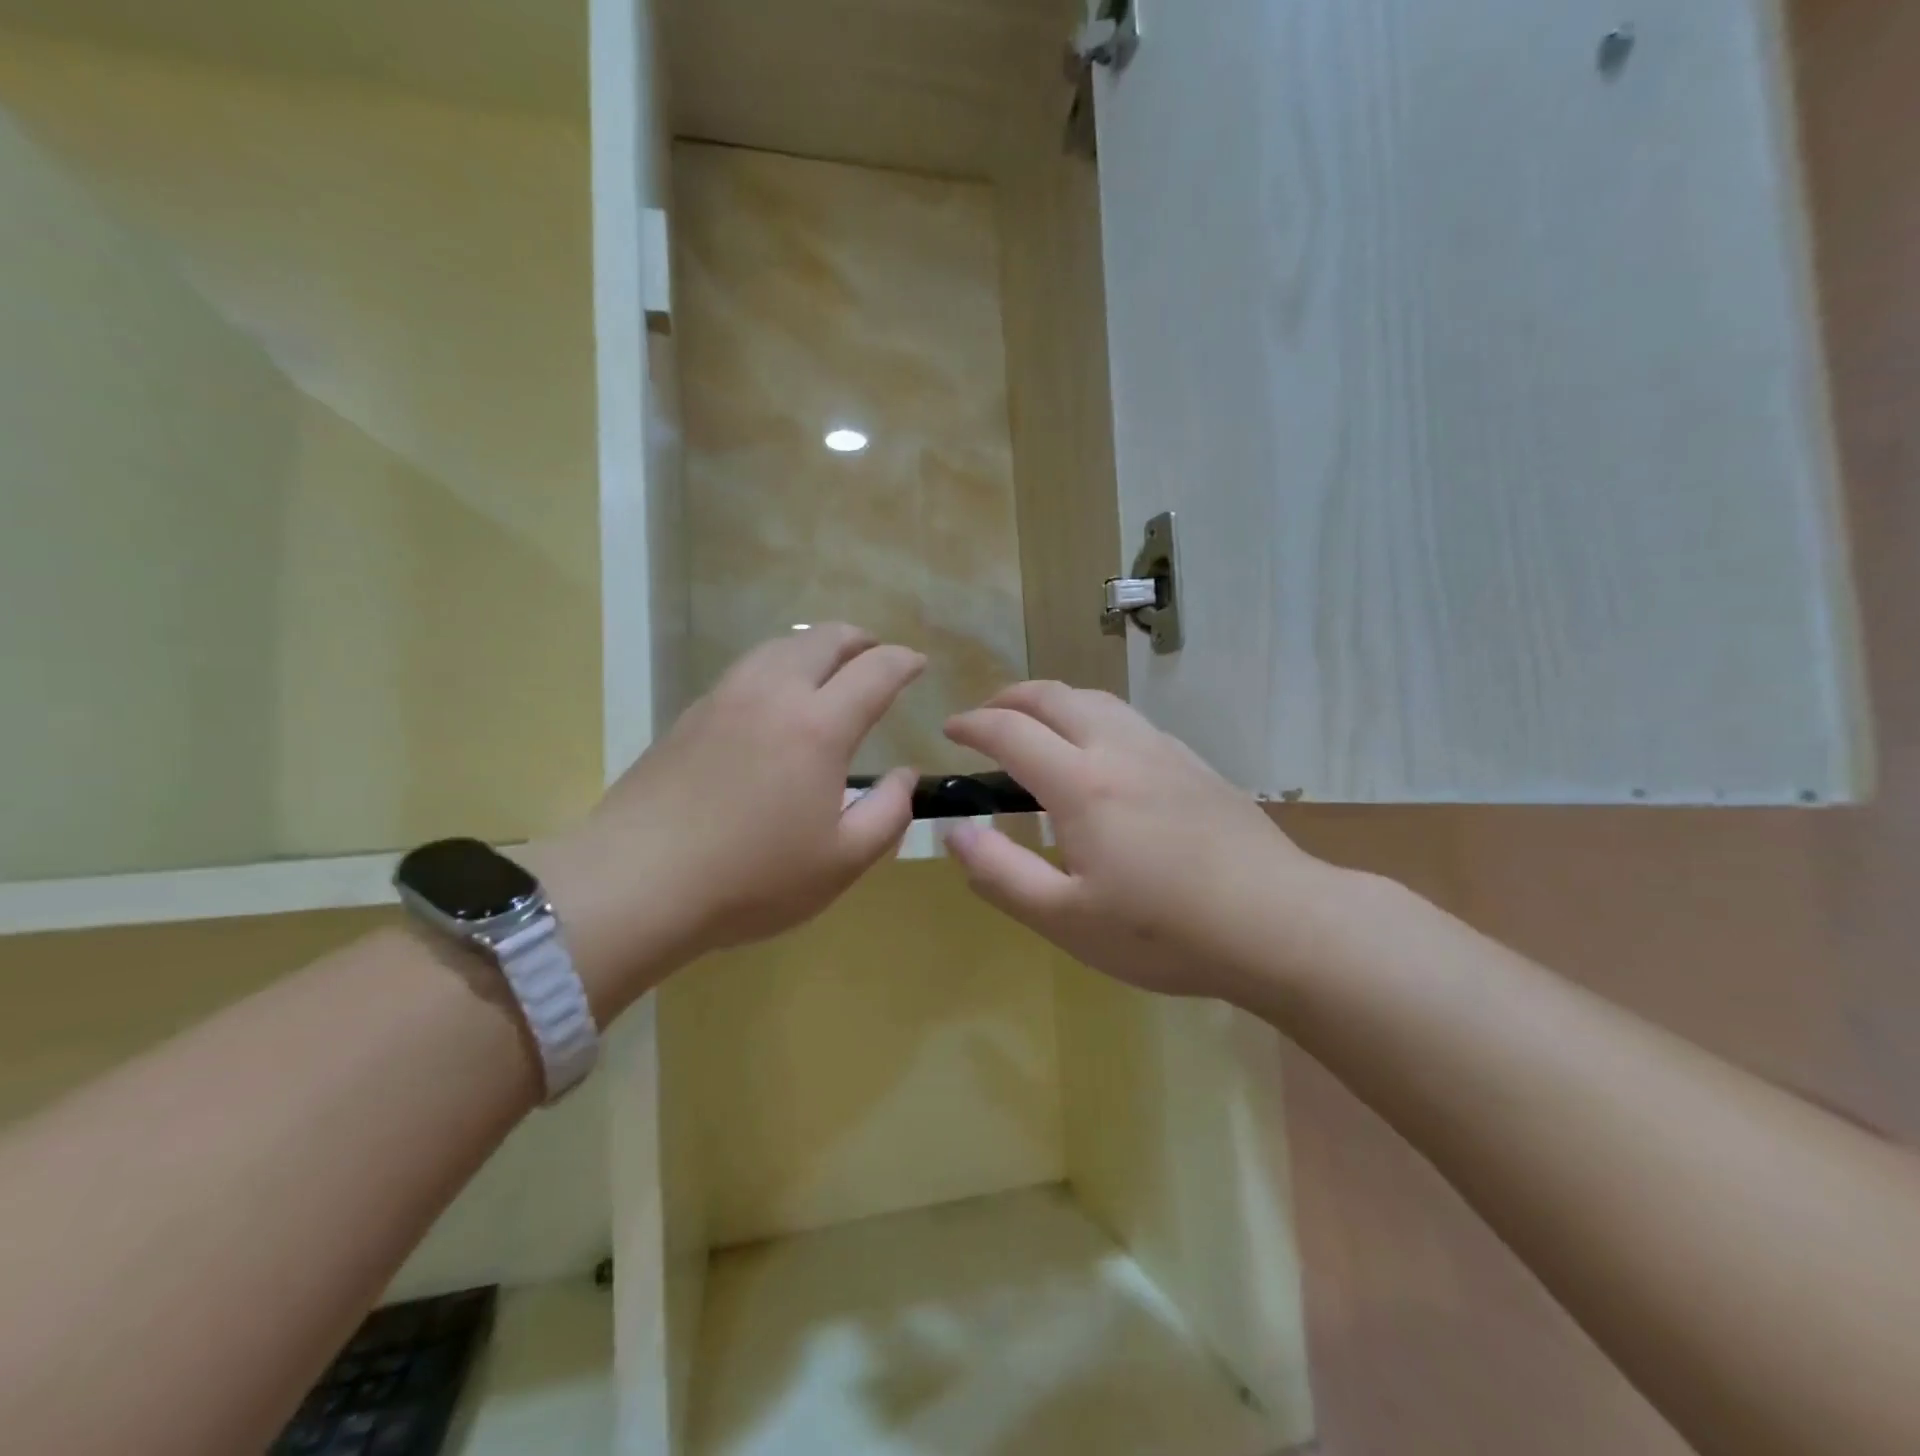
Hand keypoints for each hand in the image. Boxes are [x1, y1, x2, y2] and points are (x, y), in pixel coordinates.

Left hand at [533, 625, 922, 1016]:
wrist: (636, 883)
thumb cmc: (752, 879)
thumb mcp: (841, 862)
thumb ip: (888, 813)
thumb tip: (905, 776)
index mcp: (818, 726)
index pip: (875, 671)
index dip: (904, 662)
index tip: (917, 665)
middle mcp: (773, 693)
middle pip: (824, 639)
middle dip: (860, 640)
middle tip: (877, 658)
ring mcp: (725, 698)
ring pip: (780, 646)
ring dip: (816, 647)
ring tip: (829, 670)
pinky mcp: (690, 714)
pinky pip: (747, 668)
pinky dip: (778, 666)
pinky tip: (775, 699)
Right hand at [943, 682, 1338, 1001]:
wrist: (1280, 923)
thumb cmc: (1164, 931)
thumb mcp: (1067, 919)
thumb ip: (1001, 873)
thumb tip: (954, 832)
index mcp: (1081, 783)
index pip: (1010, 731)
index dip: (972, 725)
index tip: (950, 731)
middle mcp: (1119, 749)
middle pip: (1054, 696)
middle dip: (1009, 698)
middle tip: (985, 718)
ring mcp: (1163, 751)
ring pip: (1096, 700)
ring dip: (1054, 701)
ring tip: (1036, 726)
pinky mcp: (1195, 764)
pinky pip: (1130, 720)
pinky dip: (1093, 717)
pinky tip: (1101, 753)